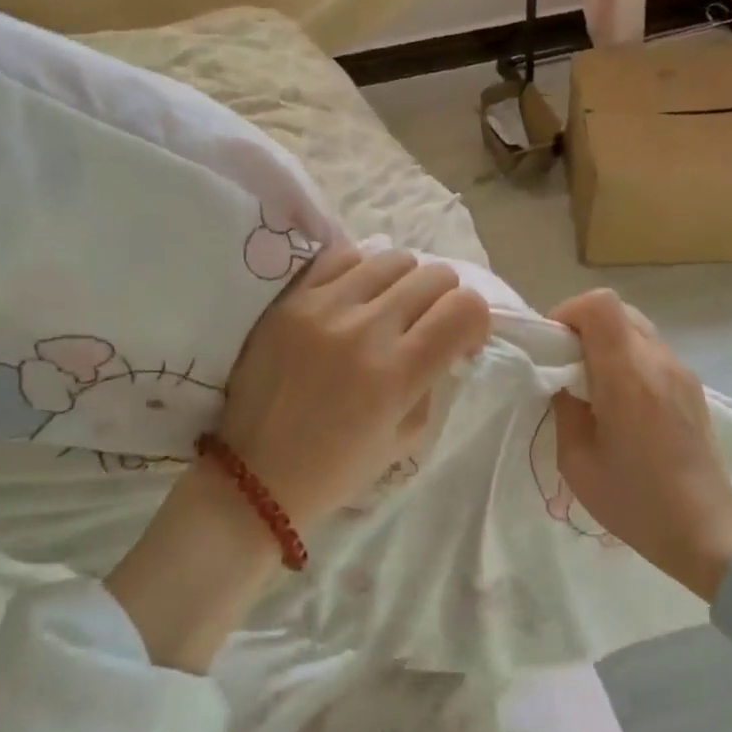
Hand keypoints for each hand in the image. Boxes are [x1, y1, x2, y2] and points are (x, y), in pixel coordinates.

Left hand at [107, 245, 489, 670]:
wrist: (255, 476)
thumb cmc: (338, 469)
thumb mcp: (408, 438)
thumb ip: (434, 381)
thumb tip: (447, 342)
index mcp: (398, 374)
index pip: (465, 309)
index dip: (477, 320)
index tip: (463, 342)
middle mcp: (365, 330)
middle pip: (435, 276)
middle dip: (446, 299)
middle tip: (429, 325)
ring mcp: (324, 308)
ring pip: (393, 257)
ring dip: (407, 282)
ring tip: (391, 308)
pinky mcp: (291, 300)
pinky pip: (343, 256)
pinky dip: (363, 271)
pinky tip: (356, 296)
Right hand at [550, 290, 731, 604]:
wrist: (704, 528)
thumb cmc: (634, 501)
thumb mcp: (577, 461)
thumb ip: (564, 408)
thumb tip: (563, 380)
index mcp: (627, 376)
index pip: (600, 305)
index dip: (568, 313)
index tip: (552, 346)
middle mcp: (657, 361)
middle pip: (617, 308)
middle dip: (583, 326)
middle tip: (566, 365)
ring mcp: (680, 370)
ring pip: (636, 326)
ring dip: (607, 342)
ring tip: (593, 384)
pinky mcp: (691, 384)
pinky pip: (651, 350)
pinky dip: (628, 357)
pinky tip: (622, 401)